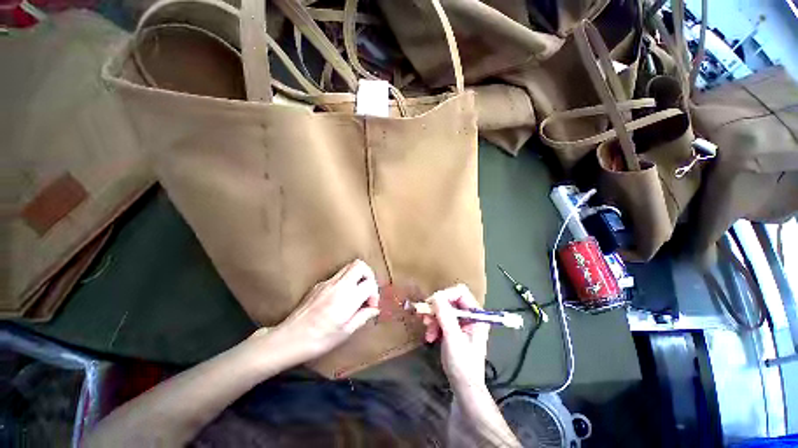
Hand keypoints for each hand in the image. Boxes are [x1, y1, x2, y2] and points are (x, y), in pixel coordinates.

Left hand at [252, 259, 380, 362]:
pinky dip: (346, 282)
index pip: (369, 283)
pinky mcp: (318, 285)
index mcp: (347, 298)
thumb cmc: (319, 340)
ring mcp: (327, 282)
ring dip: (357, 276)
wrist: (289, 339)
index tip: (371, 305)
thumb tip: (374, 309)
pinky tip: (340, 299)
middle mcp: (338, 285)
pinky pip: (338, 276)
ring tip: (356, 294)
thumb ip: (363, 317)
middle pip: (360, 265)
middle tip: (367, 291)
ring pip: (348, 267)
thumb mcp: (345, 333)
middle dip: (369, 275)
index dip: (374, 294)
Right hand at [422, 284, 489, 390]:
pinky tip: (430, 337)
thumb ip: (445, 316)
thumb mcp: (453, 338)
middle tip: (425, 318)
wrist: (463, 387)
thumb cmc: (463, 364)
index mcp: (476, 315)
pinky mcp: (454, 328)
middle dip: (436, 308)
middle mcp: (470, 315)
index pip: (460, 292)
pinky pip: (441, 318)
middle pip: (450, 299)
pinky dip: (434, 325)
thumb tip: (436, 296)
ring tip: (428, 331)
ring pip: (443, 308)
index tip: (431, 304)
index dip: (445, 295)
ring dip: (433, 318)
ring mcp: (462, 322)